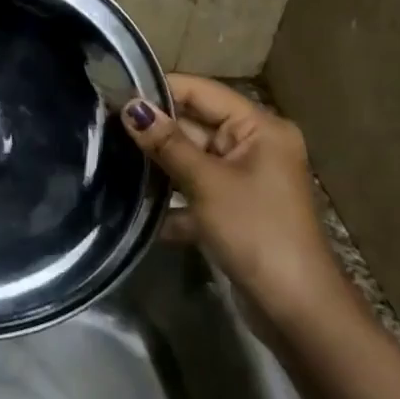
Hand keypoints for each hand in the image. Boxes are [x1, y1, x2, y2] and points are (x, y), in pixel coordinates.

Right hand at [120, 76, 347, 319]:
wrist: (296, 308)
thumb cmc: (256, 231)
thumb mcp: (207, 183)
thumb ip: (167, 143)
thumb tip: (130, 106)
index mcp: (259, 128)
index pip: (202, 92)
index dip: (159, 90)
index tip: (113, 92)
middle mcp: (254, 146)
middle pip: (195, 124)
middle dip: (154, 129)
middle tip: (103, 126)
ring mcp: (245, 179)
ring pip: (191, 159)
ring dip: (158, 164)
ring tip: (110, 158)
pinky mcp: (234, 209)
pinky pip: (196, 190)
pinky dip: (172, 198)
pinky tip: (136, 207)